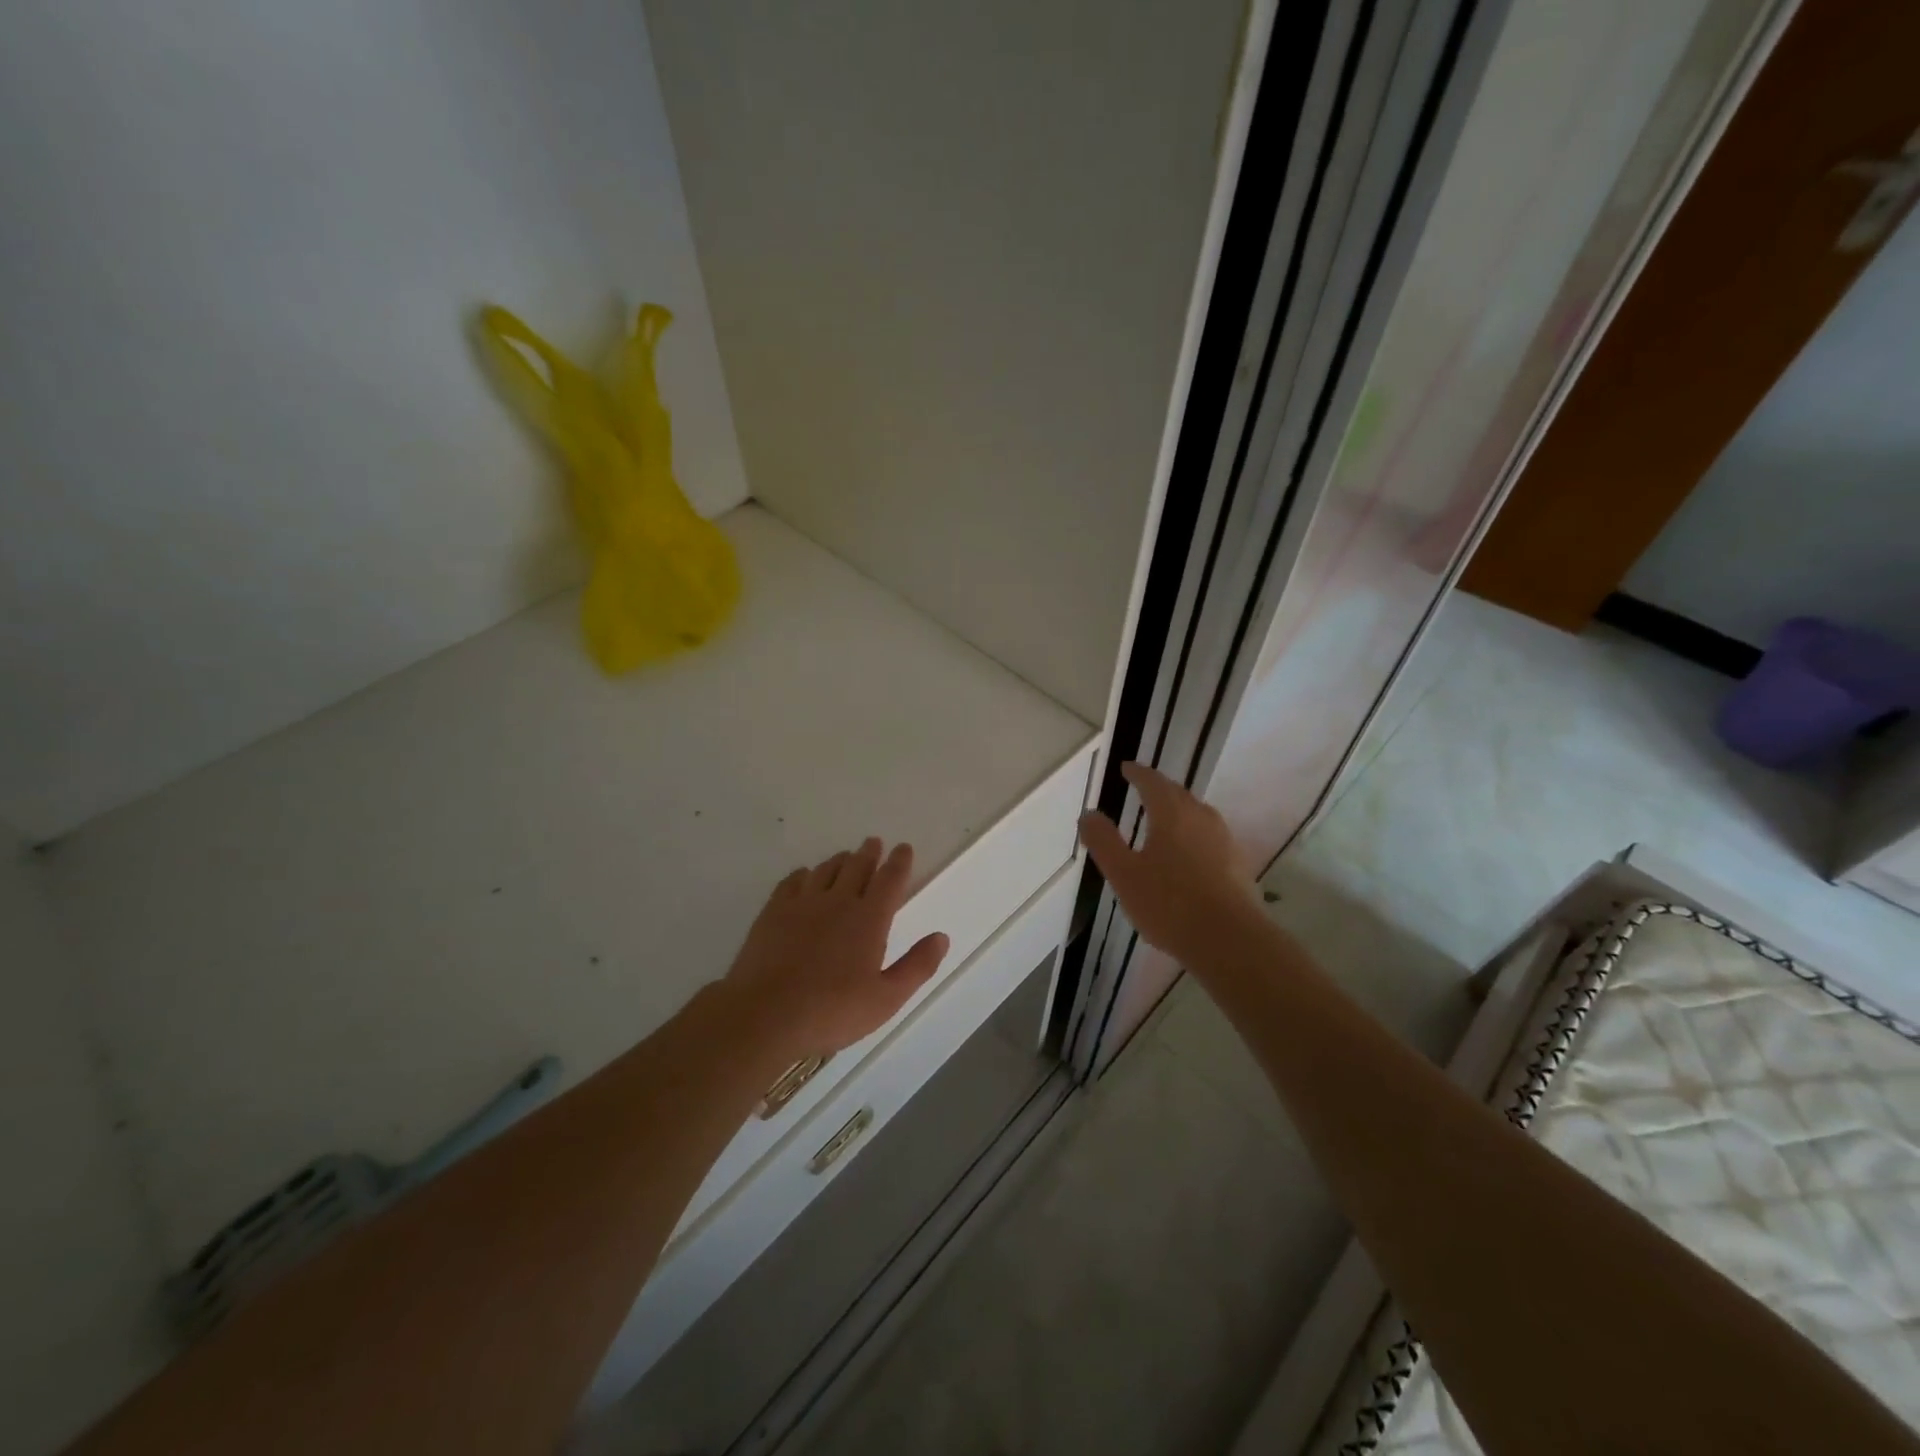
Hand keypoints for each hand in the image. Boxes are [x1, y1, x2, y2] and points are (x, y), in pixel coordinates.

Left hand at [723, 839, 949, 1059]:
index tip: (903, 848)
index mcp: (869, 919)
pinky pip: (793, 881)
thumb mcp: (886, 999)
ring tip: (846, 857)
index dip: (899, 862)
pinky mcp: (773, 912)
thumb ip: (917, 966)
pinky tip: (805, 876)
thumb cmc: (832, 1011)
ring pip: (826, 869)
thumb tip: (941, 937)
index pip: (890, 880)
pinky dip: (804, 874)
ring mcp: (803, 903)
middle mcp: (838, 901)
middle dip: (869, 853)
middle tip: (874, 843)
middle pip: (857, 866)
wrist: (765, 1014)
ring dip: (840, 860)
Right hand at [1078, 762, 1261, 965]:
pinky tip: (1189, 857)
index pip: (1153, 782)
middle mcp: (1201, 817)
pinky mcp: (1238, 864)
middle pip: (1178, 794)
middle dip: (1159, 790)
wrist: (1230, 940)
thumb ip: (1104, 842)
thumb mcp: (1124, 874)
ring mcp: (1224, 840)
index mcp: (1171, 813)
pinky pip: (1210, 838)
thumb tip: (1089, 814)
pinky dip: (1194, 837)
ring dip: (1179, 812)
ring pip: (1198, 815)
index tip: (1127, 769)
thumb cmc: (1169, 904)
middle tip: (1143, 791)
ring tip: (1164, 821)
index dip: (1138, 773)